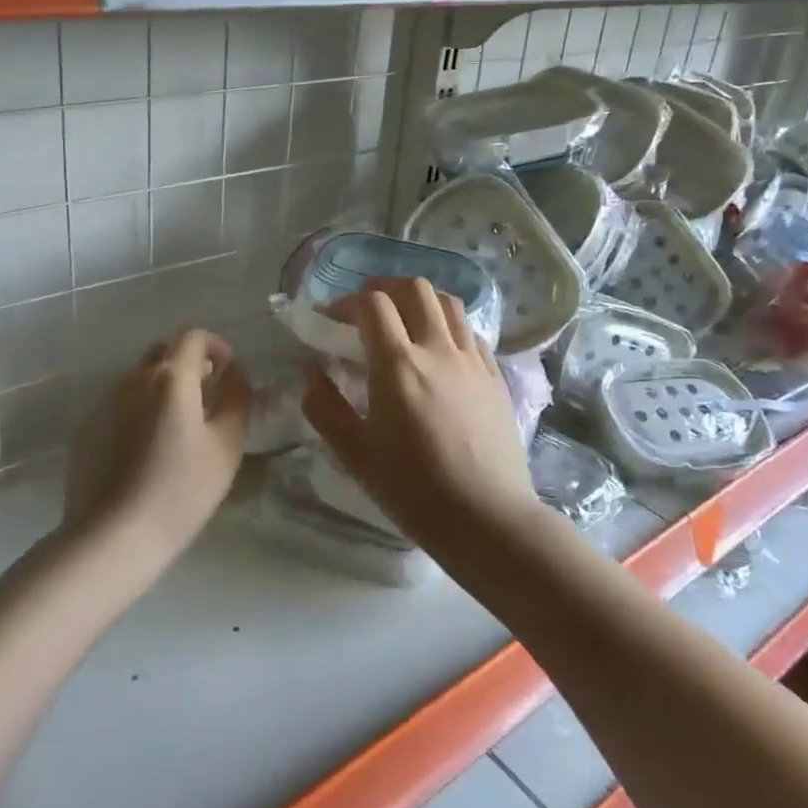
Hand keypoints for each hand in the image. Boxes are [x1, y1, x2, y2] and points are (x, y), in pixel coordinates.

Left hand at [65, 329, 251, 562]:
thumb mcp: (226, 446)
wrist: (110, 536)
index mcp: (170, 378)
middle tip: (207, 391)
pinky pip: (120, 405)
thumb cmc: (179, 491)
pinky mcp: (87, 430)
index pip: (192, 337)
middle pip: (162, 352)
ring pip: (139, 378)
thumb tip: (236, 374)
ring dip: (162, 386)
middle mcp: (133, 380)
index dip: (214, 344)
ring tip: (179, 423)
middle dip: (188, 362)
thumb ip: (237, 400)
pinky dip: (140, 409)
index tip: (228, 366)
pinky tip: (147, 448)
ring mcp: (104, 404)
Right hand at [302, 278, 539, 548]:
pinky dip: (447, 325)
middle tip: (366, 309)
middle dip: (384, 288)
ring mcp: (473, 360)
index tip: (332, 320)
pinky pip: (470, 332)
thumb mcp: (356, 455)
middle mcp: (438, 350)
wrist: (488, 519)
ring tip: (403, 320)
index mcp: (398, 366)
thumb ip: (325, 408)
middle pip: (414, 289)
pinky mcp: (495, 376)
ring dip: (419, 300)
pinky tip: (438, 350)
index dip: (346, 302)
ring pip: (448, 303)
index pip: (372, 305)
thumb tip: (312, 372)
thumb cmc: (414, 490)